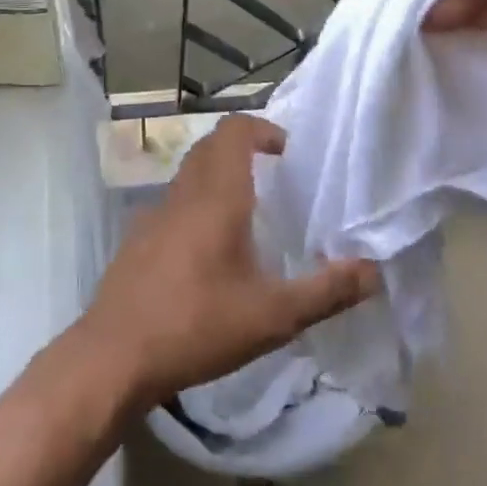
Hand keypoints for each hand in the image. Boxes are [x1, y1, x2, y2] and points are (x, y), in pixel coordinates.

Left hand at [82, 115, 380, 409]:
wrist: (113, 356)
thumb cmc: (197, 326)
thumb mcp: (273, 316)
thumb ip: (326, 292)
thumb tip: (373, 270)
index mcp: (216, 197)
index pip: (233, 131)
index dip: (261, 129)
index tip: (287, 153)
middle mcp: (182, 195)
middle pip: (210, 148)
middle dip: (243, 150)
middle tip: (275, 179)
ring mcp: (152, 216)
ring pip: (189, 176)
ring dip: (218, 179)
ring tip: (248, 218)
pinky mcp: (136, 241)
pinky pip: (172, 206)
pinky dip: (196, 208)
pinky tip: (208, 256)